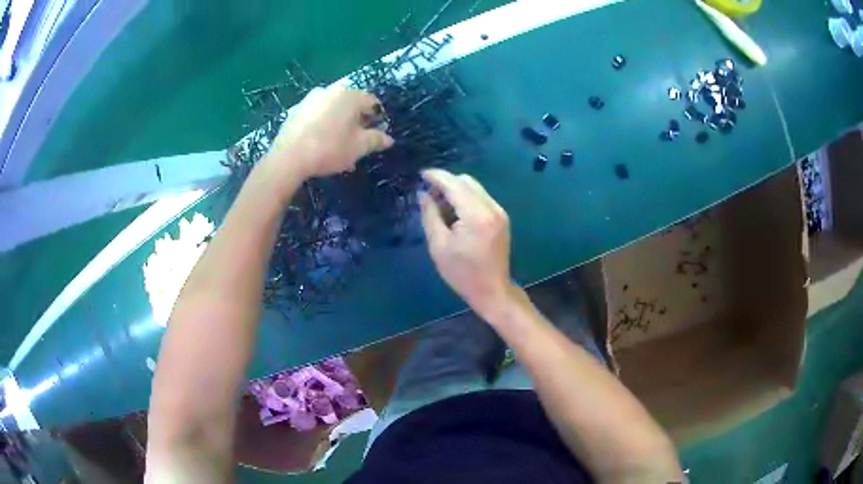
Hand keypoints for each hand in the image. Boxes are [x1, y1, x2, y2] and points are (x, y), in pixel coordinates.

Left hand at [267, 88, 393, 178]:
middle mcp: (330, 90)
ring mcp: (310, 99)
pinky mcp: (295, 110)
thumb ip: (376, 140)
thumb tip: (389, 139)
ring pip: (331, 108)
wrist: (288, 157)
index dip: (377, 117)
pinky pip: (316, 114)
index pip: (371, 101)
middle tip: (357, 137)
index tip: (376, 133)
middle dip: (356, 118)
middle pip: (350, 102)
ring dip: (338, 122)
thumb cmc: (329, 149)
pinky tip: (320, 142)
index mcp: (349, 95)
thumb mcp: (358, 147)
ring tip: (338, 143)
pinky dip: (322, 124)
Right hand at [419, 169, 514, 316]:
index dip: (436, 176)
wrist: (492, 290)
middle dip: (446, 183)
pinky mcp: (501, 217)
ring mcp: (499, 211)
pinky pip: (481, 198)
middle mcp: (492, 207)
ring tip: (439, 206)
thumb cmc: (462, 273)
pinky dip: (466, 199)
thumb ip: (430, 215)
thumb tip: (423, 194)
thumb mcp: (439, 245)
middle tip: (428, 196)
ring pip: (475, 188)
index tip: (421, 174)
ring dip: (456, 190)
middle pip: (467, 181)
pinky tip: (455, 213)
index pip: (455, 184)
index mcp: (476, 215)